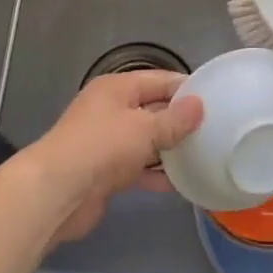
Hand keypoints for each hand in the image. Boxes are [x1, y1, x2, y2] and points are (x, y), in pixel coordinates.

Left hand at [23, 70, 202, 240]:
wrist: (57, 192)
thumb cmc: (101, 147)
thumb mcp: (144, 128)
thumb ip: (174, 119)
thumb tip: (199, 105)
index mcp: (117, 88)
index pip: (159, 80)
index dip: (186, 87)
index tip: (216, 98)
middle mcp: (111, 110)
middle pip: (153, 109)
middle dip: (180, 119)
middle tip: (215, 129)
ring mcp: (107, 142)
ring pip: (146, 140)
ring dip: (170, 148)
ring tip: (204, 155)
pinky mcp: (105, 172)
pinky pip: (138, 167)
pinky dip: (157, 174)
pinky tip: (181, 184)